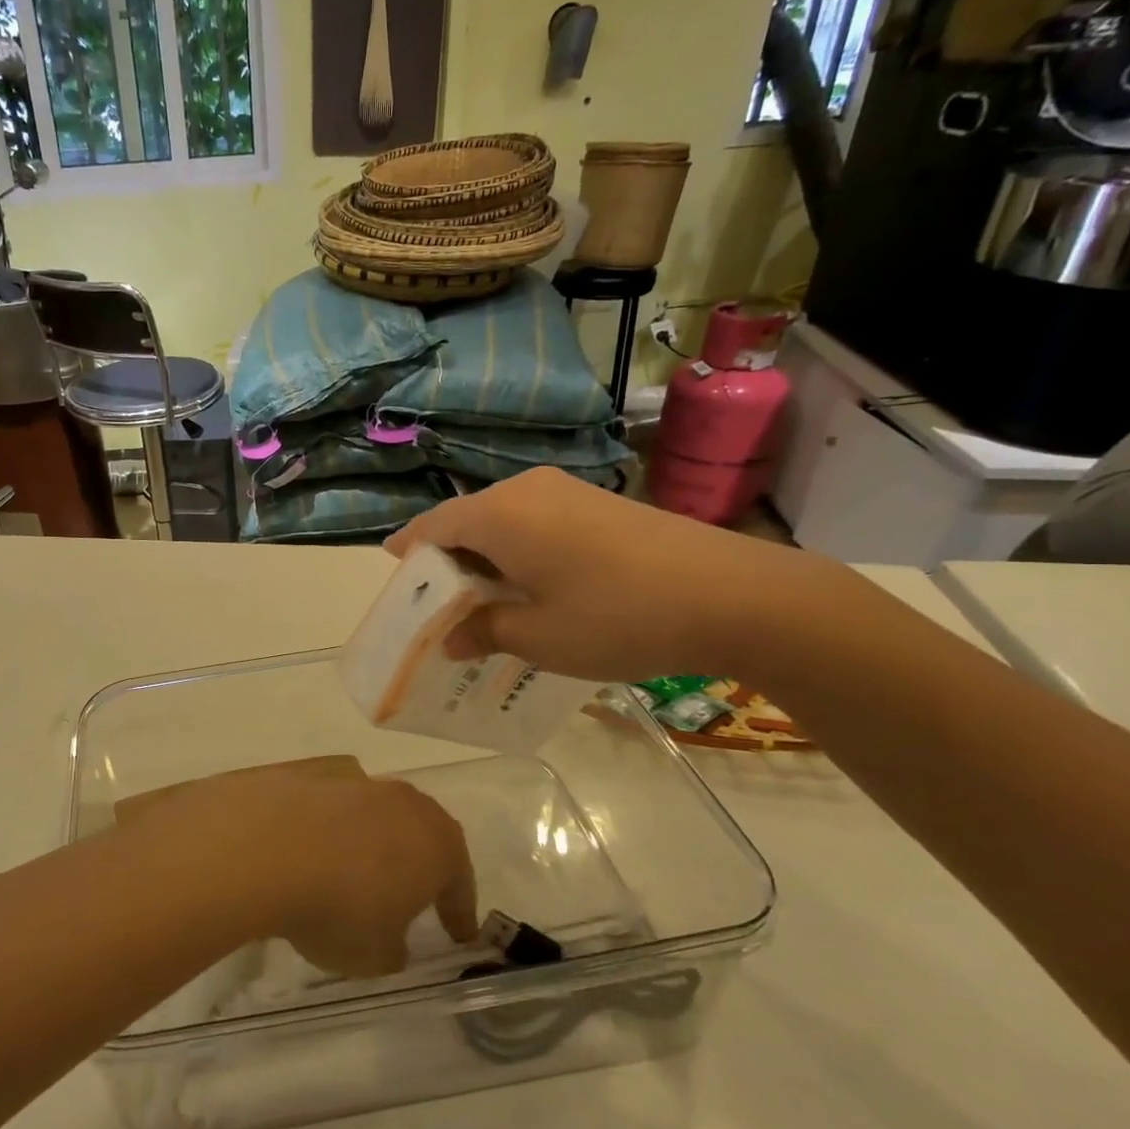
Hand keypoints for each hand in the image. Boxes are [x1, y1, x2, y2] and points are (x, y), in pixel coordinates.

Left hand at [116, 757, 477, 976]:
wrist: (265, 846)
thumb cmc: (339, 908)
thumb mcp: (375, 955)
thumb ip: (393, 948)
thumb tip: (392, 939)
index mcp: (438, 844)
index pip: (459, 882)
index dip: (459, 912)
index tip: (460, 934)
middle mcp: (404, 803)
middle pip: (422, 834)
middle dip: (420, 864)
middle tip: (413, 894)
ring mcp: (356, 781)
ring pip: (376, 814)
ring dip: (371, 841)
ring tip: (352, 872)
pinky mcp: (311, 773)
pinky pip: (332, 806)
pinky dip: (328, 827)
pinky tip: (310, 849)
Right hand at [385, 467, 832, 682]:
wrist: (734, 595)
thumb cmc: (616, 617)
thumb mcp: (538, 637)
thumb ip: (483, 631)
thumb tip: (450, 638)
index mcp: (499, 515)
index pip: (432, 526)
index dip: (408, 553)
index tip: (395, 580)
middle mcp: (526, 490)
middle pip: (466, 520)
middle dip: (446, 561)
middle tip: (440, 606)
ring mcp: (567, 492)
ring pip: (502, 522)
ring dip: (485, 558)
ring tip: (484, 603)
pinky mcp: (599, 503)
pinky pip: (536, 523)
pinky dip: (519, 552)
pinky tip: (532, 589)